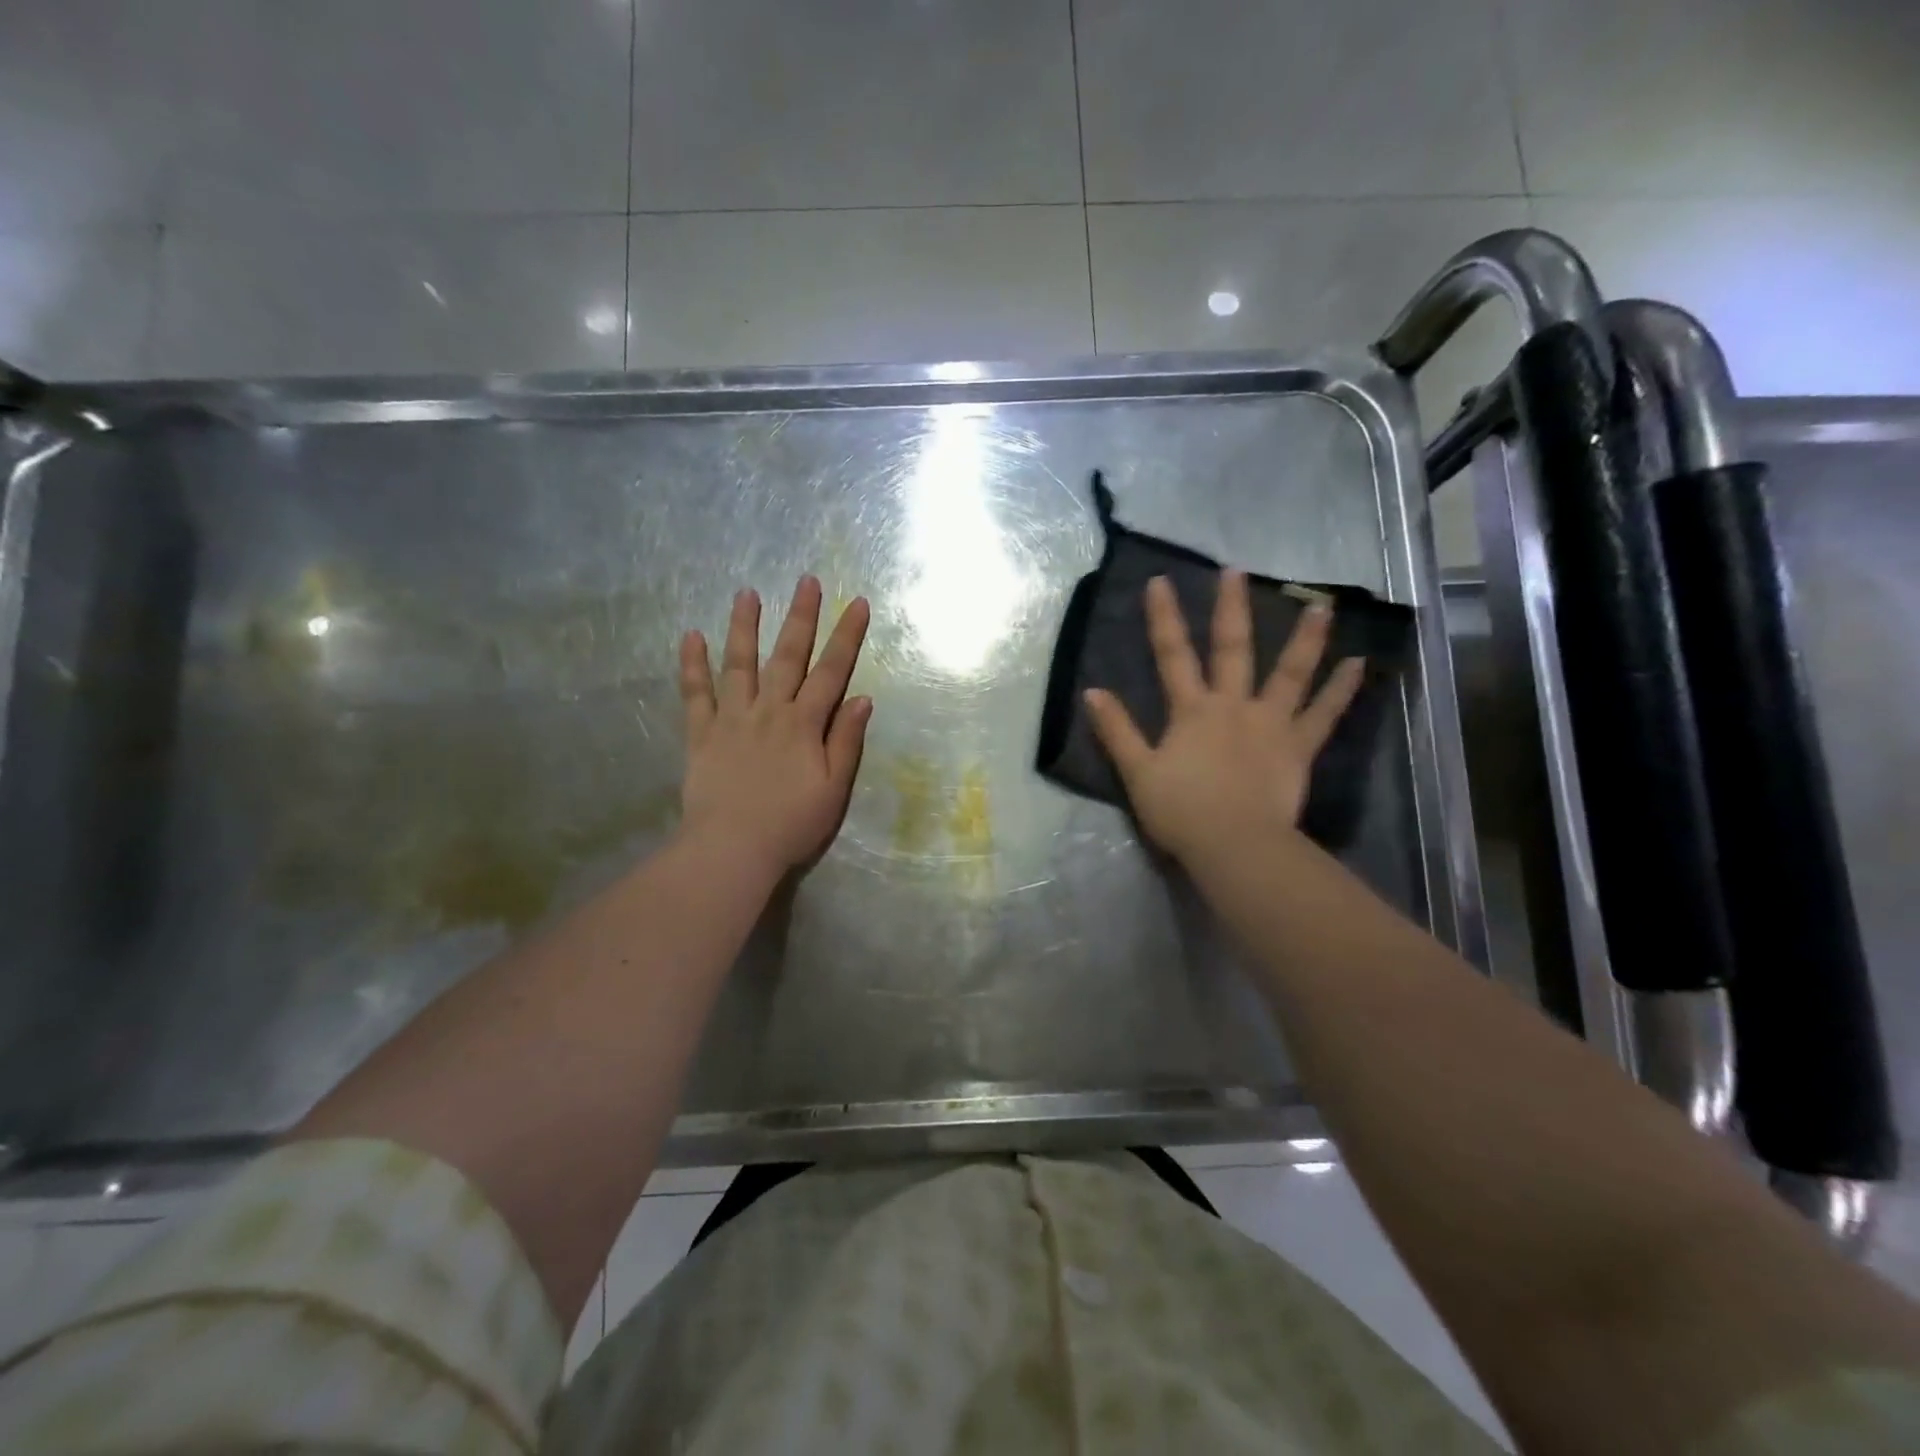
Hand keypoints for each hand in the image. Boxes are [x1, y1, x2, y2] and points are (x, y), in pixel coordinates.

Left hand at [678, 576, 872, 875]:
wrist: (732, 849)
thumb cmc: (791, 824)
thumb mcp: (833, 789)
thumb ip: (846, 742)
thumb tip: (863, 699)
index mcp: (804, 724)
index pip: (831, 672)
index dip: (846, 636)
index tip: (857, 603)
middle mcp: (769, 711)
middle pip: (787, 656)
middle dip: (800, 617)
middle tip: (806, 581)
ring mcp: (732, 719)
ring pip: (739, 664)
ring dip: (744, 627)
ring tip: (746, 593)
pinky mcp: (701, 734)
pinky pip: (695, 694)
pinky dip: (692, 665)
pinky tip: (691, 636)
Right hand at [1084, 570, 1363, 868]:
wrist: (1233, 844)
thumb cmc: (1181, 811)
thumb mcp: (1137, 772)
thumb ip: (1117, 731)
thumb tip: (1092, 692)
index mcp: (1192, 711)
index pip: (1172, 656)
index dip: (1164, 618)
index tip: (1160, 581)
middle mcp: (1233, 706)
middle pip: (1232, 650)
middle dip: (1230, 609)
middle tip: (1236, 572)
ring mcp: (1270, 724)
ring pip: (1289, 673)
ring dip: (1305, 638)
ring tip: (1322, 605)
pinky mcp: (1298, 748)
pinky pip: (1323, 715)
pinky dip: (1341, 690)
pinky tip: (1359, 664)